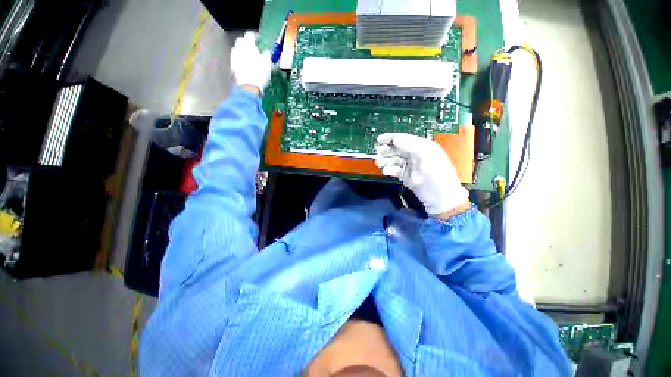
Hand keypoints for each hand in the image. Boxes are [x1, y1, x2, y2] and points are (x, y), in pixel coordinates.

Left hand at [231, 31, 270, 94]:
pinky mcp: (232, 67)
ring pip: (235, 49)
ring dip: (240, 49)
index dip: (253, 35)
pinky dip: (238, 57)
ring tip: (246, 53)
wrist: (248, 87)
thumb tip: (265, 52)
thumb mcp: (267, 62)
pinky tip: (243, 62)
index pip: (249, 35)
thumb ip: (265, 54)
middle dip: (244, 41)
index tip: (258, 39)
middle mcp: (240, 50)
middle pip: (239, 40)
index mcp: (249, 47)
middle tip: (251, 45)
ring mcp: (234, 59)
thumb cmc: (259, 73)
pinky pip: (234, 58)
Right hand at [376, 133, 468, 215]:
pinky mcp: (409, 179)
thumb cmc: (438, 176)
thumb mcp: (426, 156)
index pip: (405, 138)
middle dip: (387, 150)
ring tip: (380, 164)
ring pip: (396, 160)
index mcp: (424, 147)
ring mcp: (413, 168)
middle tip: (379, 154)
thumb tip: (395, 139)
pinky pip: (397, 171)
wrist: (443, 201)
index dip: (392, 138)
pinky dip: (390, 170)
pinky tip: (386, 172)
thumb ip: (410, 145)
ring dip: (387, 160)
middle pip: (398, 149)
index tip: (379, 139)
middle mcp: (417, 155)